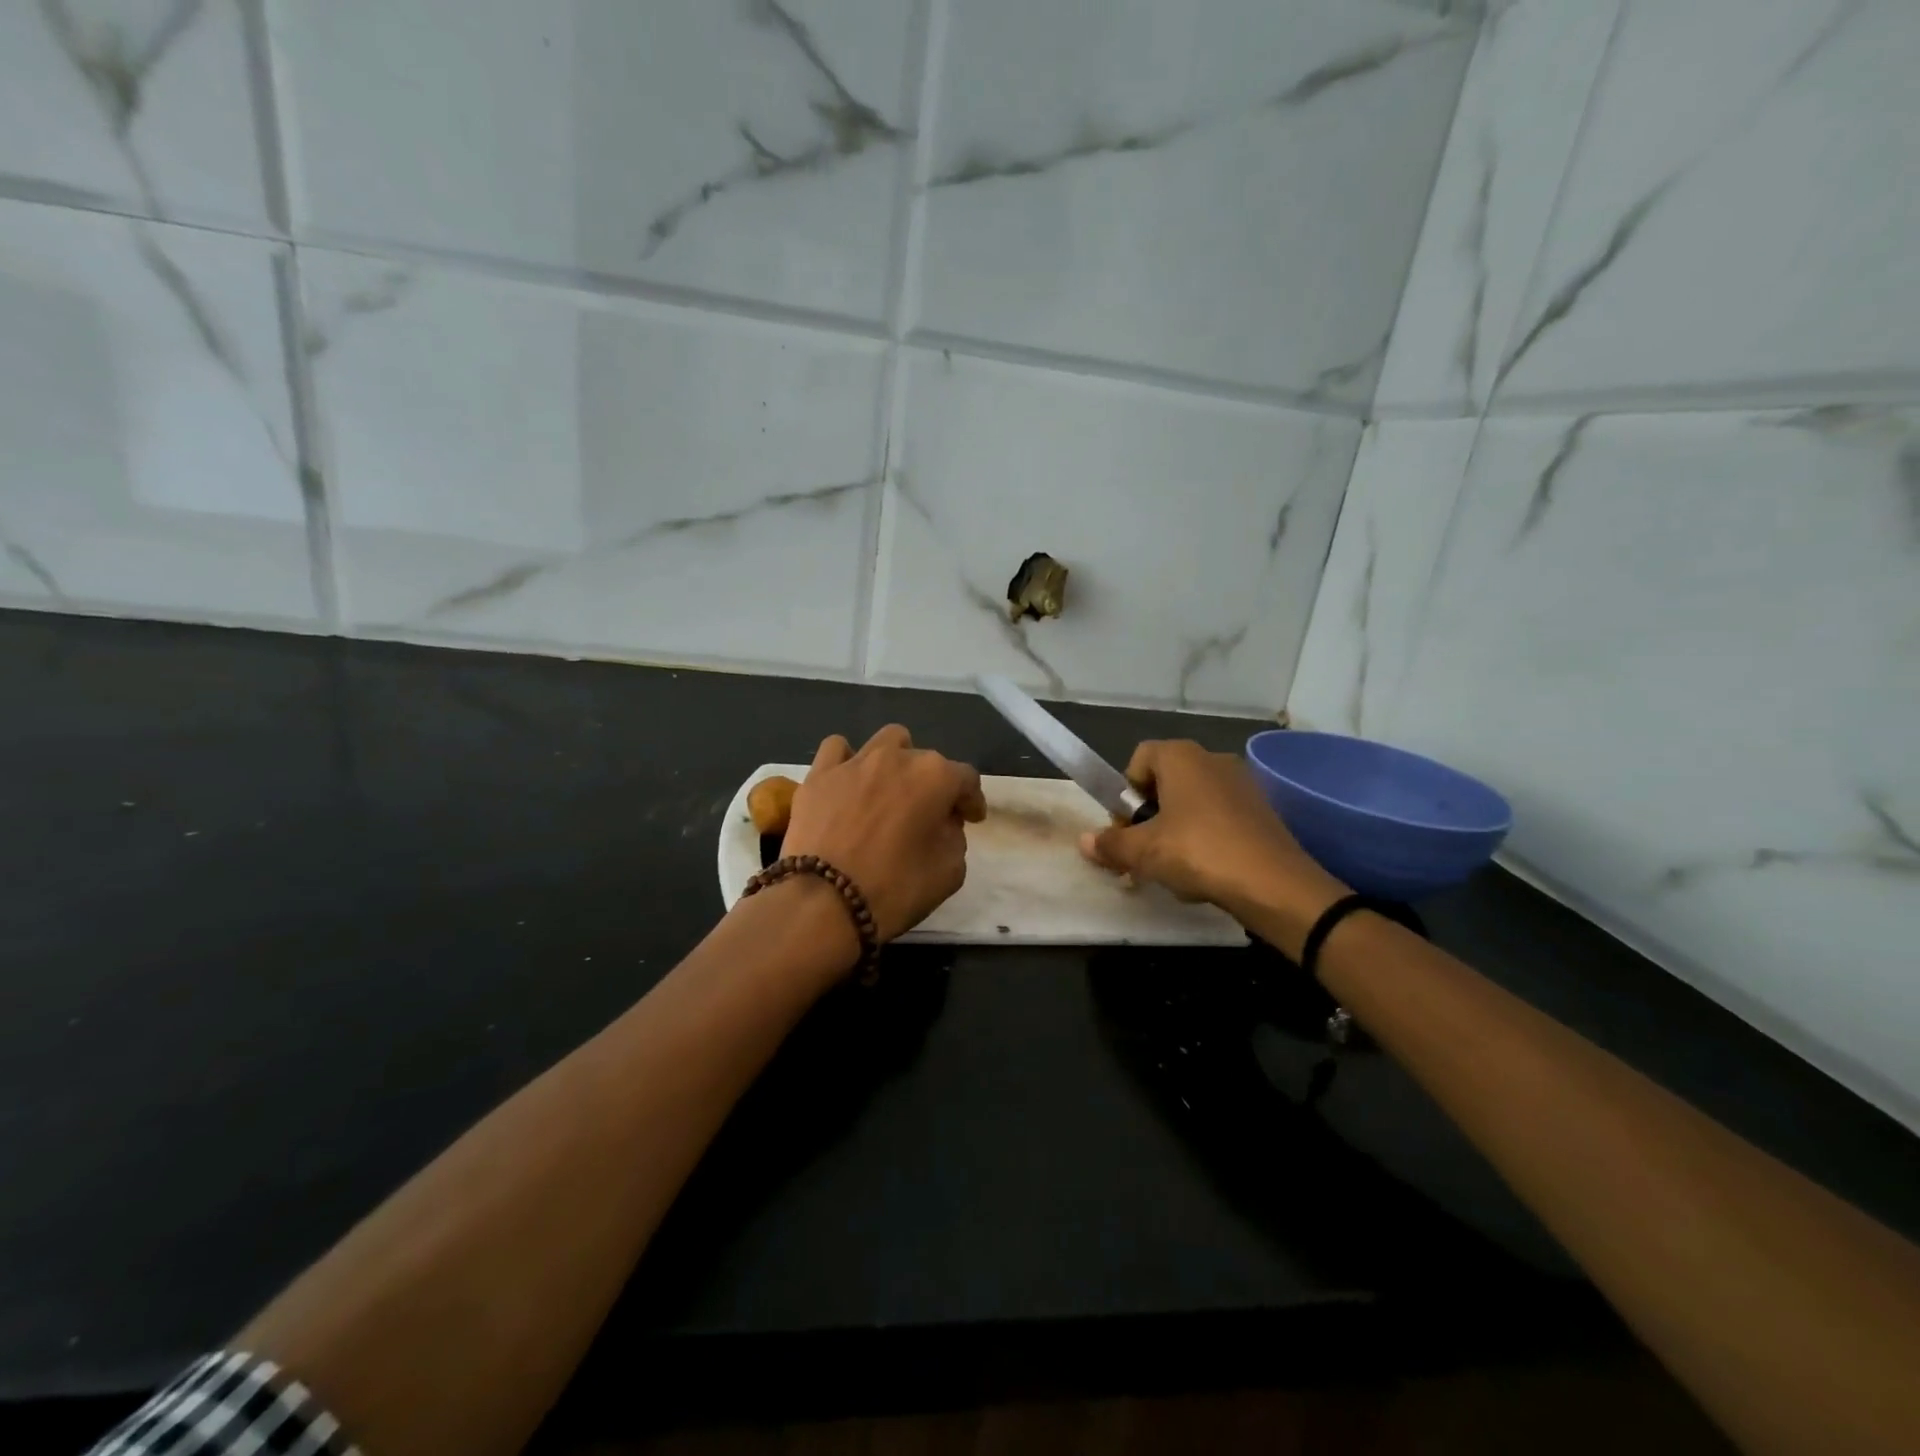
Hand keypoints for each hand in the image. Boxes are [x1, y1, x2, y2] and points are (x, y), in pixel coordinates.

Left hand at [782, 725, 985, 942]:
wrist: (823, 902)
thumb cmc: (894, 888)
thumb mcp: (949, 872)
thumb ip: (955, 838)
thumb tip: (943, 825)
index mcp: (935, 777)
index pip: (966, 779)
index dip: (972, 801)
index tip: (971, 820)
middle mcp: (898, 758)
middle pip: (926, 760)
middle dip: (933, 785)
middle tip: (929, 815)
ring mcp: (855, 762)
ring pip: (885, 742)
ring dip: (896, 760)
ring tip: (890, 788)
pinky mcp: (819, 775)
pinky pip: (837, 750)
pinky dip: (847, 761)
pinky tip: (849, 781)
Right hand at [1079, 740, 1347, 945]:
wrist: (1275, 885)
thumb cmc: (1198, 853)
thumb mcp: (1143, 852)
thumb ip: (1111, 844)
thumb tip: (1084, 841)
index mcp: (1181, 756)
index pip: (1139, 759)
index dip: (1125, 793)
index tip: (1126, 828)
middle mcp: (1213, 759)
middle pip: (1166, 782)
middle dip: (1149, 817)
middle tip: (1144, 853)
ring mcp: (1242, 784)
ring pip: (1193, 803)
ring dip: (1175, 831)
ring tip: (1174, 870)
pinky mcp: (1263, 811)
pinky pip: (1220, 818)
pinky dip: (1206, 840)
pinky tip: (1206, 874)